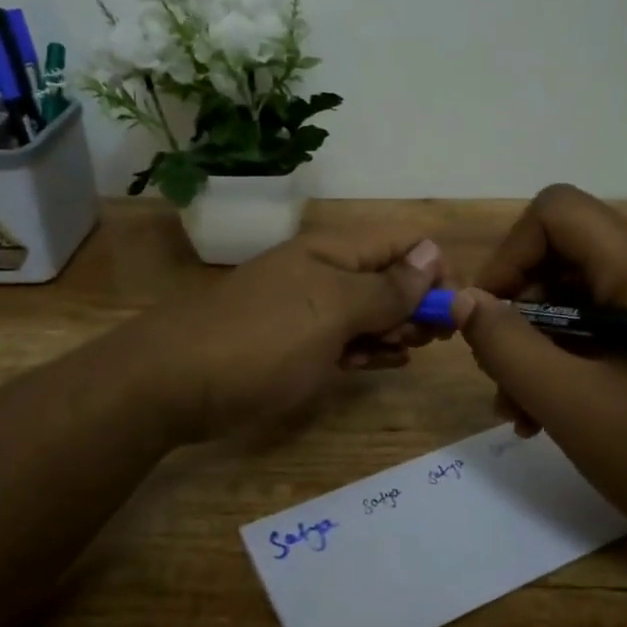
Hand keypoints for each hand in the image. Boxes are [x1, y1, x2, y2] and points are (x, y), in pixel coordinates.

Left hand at [132, 231, 446, 443]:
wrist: (173, 384)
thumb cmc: (262, 342)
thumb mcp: (333, 311)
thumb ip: (387, 286)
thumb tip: (432, 252)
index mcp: (333, 251)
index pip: (402, 242)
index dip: (434, 269)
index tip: (452, 310)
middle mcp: (323, 273)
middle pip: (388, 277)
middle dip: (416, 304)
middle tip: (428, 340)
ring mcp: (306, 310)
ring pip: (368, 312)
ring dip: (394, 329)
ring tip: (406, 353)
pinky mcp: (294, 346)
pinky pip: (344, 340)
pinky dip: (368, 349)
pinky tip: (386, 362)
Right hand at [451, 185, 626, 573]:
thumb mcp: (573, 406)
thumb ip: (508, 347)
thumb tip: (465, 300)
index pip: (557, 212)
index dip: (509, 255)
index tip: (486, 319)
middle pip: (567, 257)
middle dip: (520, 314)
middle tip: (499, 380)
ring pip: (584, 296)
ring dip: (542, 345)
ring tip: (521, 410)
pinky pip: (611, 324)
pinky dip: (575, 357)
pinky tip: (555, 411)